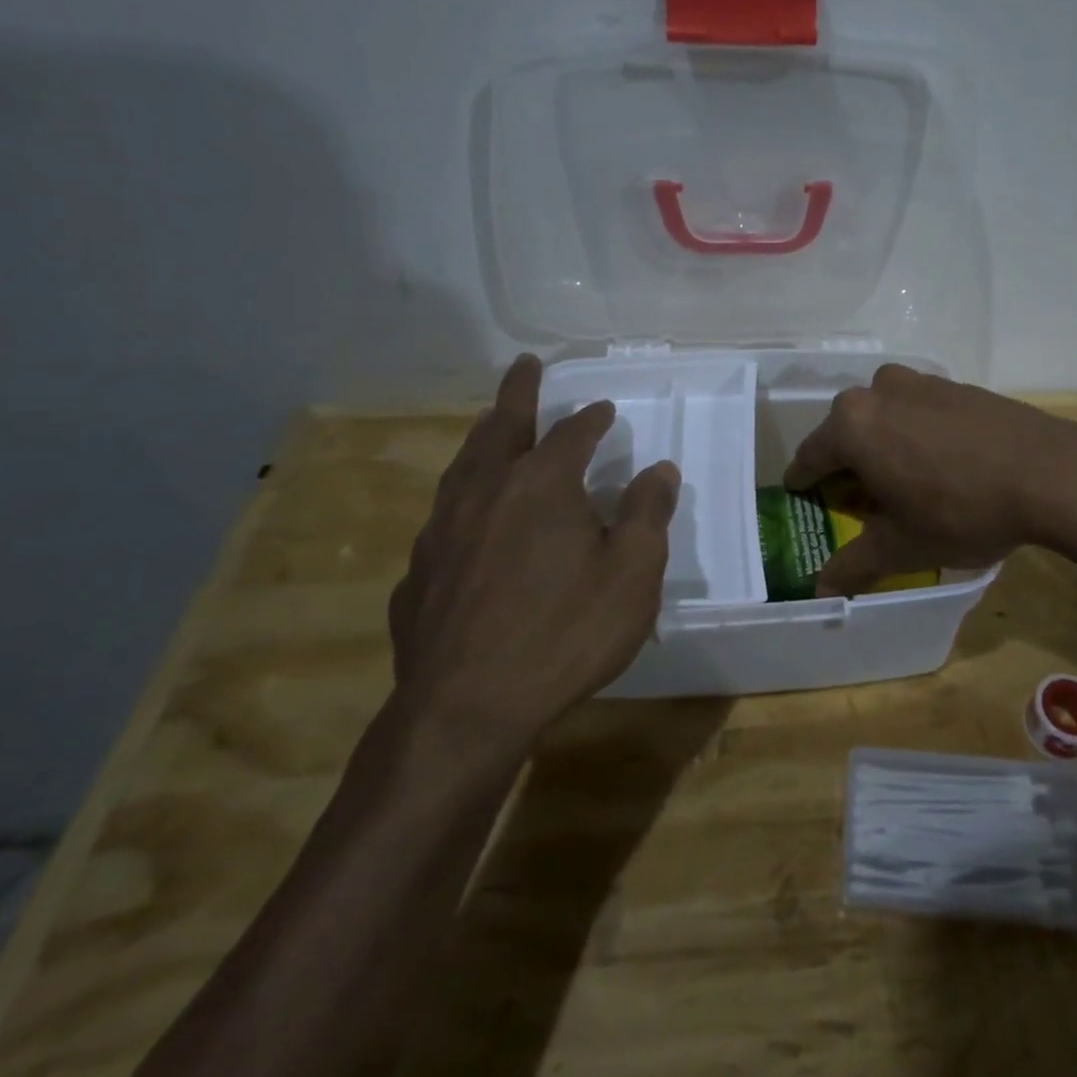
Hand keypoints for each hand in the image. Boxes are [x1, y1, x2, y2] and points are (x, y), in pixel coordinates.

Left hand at [387, 356, 678, 747]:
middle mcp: (486, 492)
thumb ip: (646, 515)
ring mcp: (443, 531)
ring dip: (483, 437)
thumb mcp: (632, 574)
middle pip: (502, 427)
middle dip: (518, 393)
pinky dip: (461, 498)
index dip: (591, 418)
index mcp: (541, 484)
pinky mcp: (419, 572)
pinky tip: (465, 518)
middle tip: (524, 366)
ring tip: (489, 423)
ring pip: (463, 465)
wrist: (466, 710)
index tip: (604, 409)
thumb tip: (658, 470)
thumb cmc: (564, 633)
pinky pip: (443, 518)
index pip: (572, 433)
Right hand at [782, 364, 1076, 594]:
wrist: (1051, 473)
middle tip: (861, 500)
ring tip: (904, 479)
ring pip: (884, 415)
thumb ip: (854, 564)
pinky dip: (917, 432)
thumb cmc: (961, 510)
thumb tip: (820, 590)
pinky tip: (942, 462)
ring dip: (884, 443)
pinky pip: (920, 410)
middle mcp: (879, 391)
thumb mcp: (903, 547)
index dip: (804, 482)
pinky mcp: (958, 385)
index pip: (810, 456)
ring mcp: (922, 382)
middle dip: (848, 464)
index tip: (804, 497)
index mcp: (853, 424)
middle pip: (847, 431)